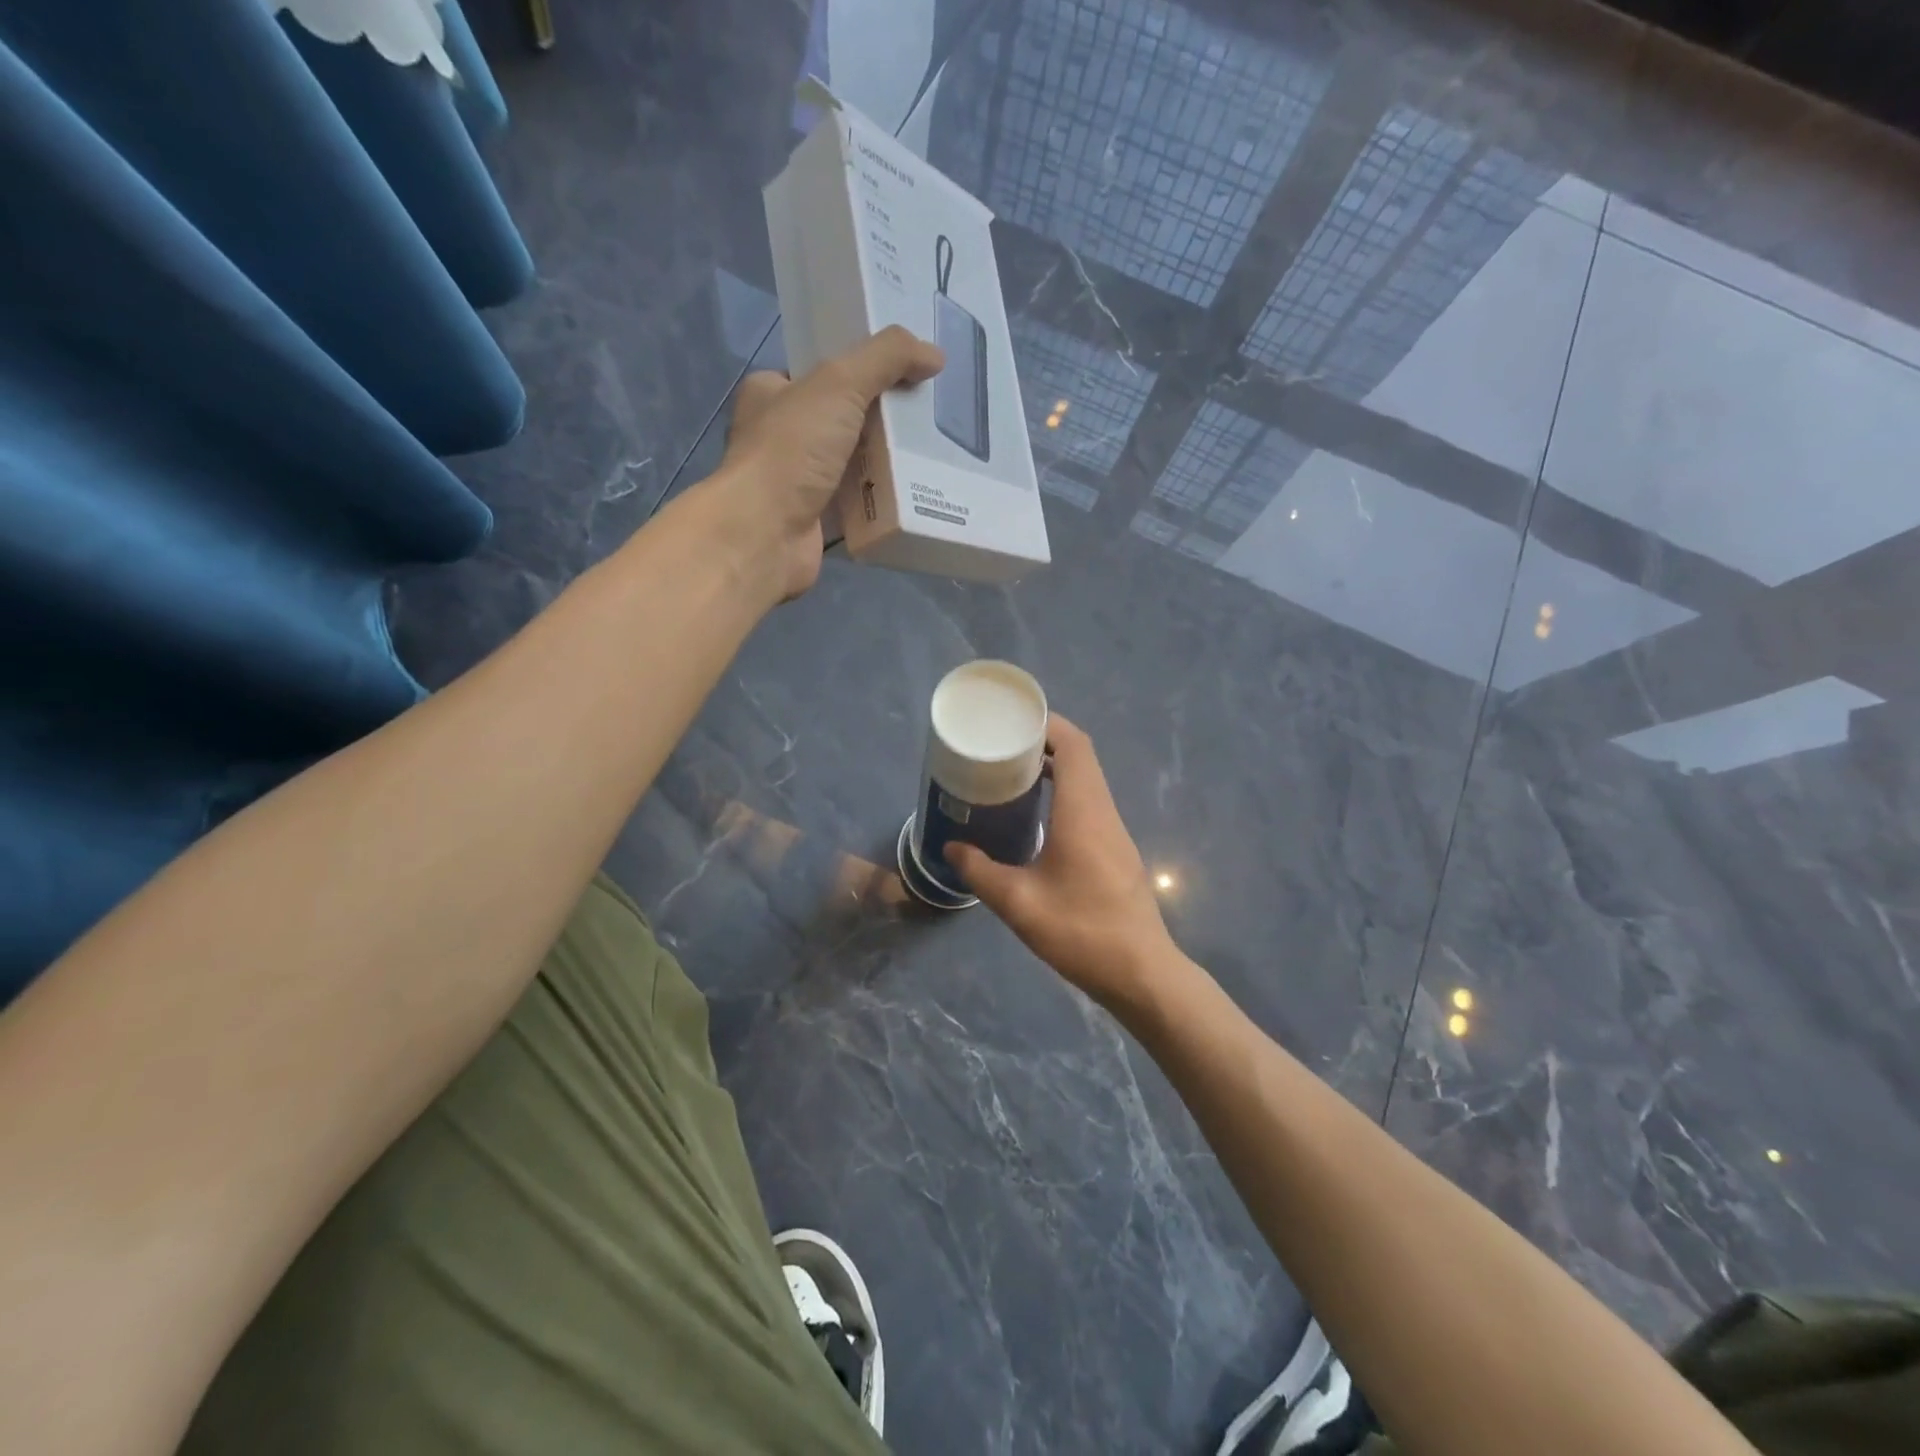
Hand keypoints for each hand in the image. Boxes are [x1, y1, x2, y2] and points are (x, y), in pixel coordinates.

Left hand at [710, 327, 942, 599]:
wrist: (766, 533)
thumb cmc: (791, 450)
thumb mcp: (840, 384)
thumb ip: (886, 358)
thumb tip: (934, 354)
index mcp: (770, 393)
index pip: (820, 372)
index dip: (860, 368)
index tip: (903, 372)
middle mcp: (779, 435)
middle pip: (841, 418)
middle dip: (880, 418)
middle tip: (924, 416)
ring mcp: (796, 481)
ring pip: (851, 463)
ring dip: (884, 461)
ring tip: (929, 453)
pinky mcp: (815, 519)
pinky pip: (856, 503)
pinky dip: (880, 500)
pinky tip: (912, 495)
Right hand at [945, 716, 1179, 1012]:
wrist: (1142, 973)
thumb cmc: (1081, 931)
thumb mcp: (1019, 904)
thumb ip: (980, 872)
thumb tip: (952, 848)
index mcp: (1083, 811)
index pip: (1074, 745)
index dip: (1046, 724)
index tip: (1011, 722)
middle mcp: (1103, 812)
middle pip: (1080, 757)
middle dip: (1043, 744)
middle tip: (1000, 749)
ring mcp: (1115, 832)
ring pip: (1087, 781)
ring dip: (1054, 769)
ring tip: (1011, 777)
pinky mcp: (1117, 852)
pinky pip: (1090, 804)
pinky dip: (1063, 794)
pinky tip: (1036, 819)